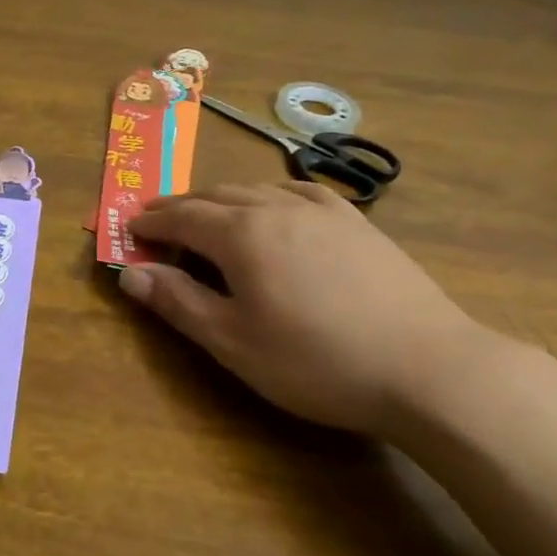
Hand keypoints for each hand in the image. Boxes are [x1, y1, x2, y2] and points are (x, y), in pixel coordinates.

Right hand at [119, 182, 497, 437]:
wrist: (426, 367)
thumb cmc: (315, 361)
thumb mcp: (233, 341)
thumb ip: (178, 302)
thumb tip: (131, 273)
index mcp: (242, 234)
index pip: (182, 217)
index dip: (152, 223)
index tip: (129, 228)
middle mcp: (278, 207)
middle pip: (216, 195)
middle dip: (181, 206)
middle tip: (158, 221)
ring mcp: (324, 211)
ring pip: (258, 189)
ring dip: (223, 198)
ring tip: (208, 214)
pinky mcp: (359, 223)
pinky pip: (301, 192)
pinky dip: (271, 194)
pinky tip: (277, 206)